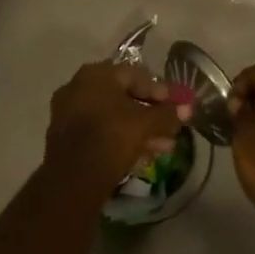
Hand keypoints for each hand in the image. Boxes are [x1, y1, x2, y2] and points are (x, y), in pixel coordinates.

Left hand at [46, 61, 184, 191]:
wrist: (72, 179)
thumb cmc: (112, 137)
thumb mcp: (146, 124)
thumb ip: (168, 114)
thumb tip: (188, 109)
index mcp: (96, 74)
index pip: (136, 76)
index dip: (161, 91)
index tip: (178, 104)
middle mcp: (79, 87)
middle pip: (124, 97)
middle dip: (152, 114)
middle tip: (172, 127)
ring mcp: (69, 113)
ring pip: (113, 117)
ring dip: (140, 130)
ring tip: (165, 146)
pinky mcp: (66, 138)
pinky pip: (102, 132)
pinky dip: (122, 139)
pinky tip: (144, 155)